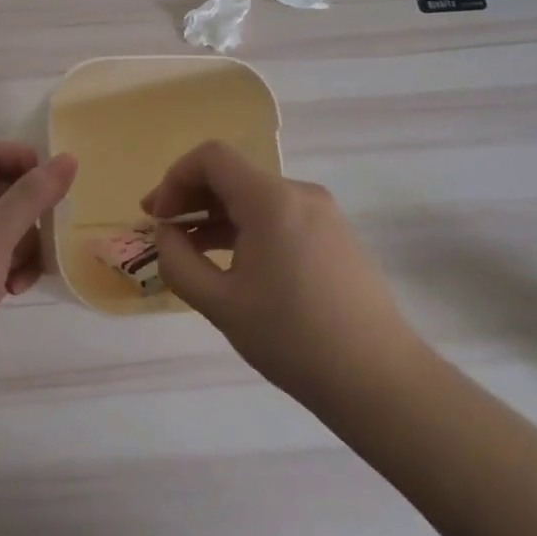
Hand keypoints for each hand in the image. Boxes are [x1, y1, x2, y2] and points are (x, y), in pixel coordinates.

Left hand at [0, 141, 76, 401]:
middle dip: (35, 205)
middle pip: (7, 191)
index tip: (52, 178)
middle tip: (58, 219)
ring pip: (15, 229)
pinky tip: (21, 288)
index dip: (20, 158)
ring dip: (32, 242)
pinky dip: (22, 269)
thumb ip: (32, 195)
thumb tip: (68, 157)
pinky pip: (12, 262)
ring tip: (37, 261)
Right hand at [142, 141, 420, 408]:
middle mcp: (299, 192)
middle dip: (191, 197)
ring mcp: (323, 212)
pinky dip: (246, 227)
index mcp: (271, 199)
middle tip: (162, 232)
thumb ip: (178, 262)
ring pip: (255, 196)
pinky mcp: (335, 234)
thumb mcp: (221, 304)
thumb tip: (165, 234)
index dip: (174, 178)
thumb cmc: (292, 339)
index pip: (211, 157)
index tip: (158, 218)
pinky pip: (279, 215)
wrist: (378, 378)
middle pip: (233, 174)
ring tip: (190, 250)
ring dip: (217, 215)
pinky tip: (233, 262)